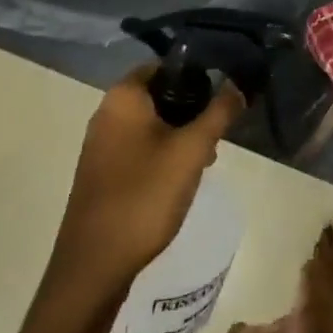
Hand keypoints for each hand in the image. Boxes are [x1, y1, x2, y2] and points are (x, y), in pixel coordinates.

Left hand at [51, 66, 243, 294]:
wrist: (94, 266)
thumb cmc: (144, 196)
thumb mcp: (192, 151)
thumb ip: (219, 113)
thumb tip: (238, 84)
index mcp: (123, 96)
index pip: (164, 66)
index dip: (196, 76)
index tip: (219, 98)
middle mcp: (106, 113)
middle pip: (158, 96)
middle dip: (190, 112)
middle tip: (215, 136)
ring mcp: (100, 146)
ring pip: (150, 125)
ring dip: (178, 137)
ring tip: (203, 163)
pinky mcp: (100, 174)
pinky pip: (137, 150)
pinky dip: (160, 157)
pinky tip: (178, 183)